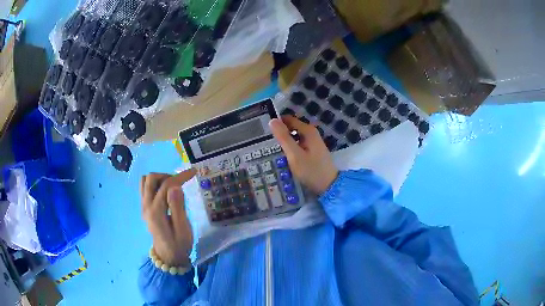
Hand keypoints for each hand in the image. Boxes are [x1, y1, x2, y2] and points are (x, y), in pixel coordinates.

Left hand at [140, 169, 196, 266]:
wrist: (168, 257)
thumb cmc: (179, 245)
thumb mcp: (183, 229)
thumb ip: (178, 207)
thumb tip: (175, 187)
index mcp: (156, 211)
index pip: (166, 185)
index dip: (180, 176)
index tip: (193, 172)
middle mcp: (146, 206)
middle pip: (151, 178)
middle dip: (167, 176)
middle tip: (181, 183)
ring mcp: (143, 206)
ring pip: (145, 181)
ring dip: (159, 179)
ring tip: (172, 187)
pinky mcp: (144, 208)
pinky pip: (145, 188)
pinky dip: (155, 184)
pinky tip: (165, 193)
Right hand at [269, 116, 337, 194]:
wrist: (329, 186)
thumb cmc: (311, 170)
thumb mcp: (295, 155)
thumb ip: (283, 138)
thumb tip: (272, 120)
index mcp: (308, 131)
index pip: (288, 119)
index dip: (276, 123)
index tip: (264, 131)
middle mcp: (311, 133)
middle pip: (291, 127)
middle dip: (280, 133)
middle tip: (265, 143)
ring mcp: (313, 142)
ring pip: (294, 136)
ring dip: (284, 141)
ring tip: (271, 149)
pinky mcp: (313, 150)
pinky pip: (298, 144)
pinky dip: (290, 147)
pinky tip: (283, 156)